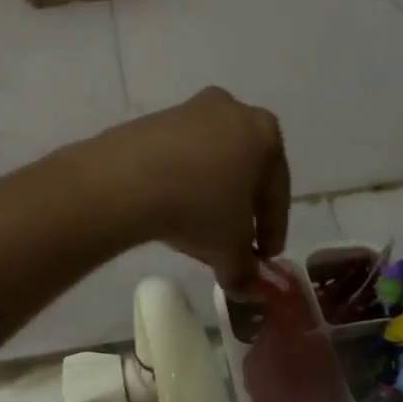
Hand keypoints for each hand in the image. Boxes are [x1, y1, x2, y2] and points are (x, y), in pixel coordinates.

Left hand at [85, 88, 288, 288]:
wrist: (125, 180)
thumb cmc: (198, 206)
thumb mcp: (229, 247)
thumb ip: (245, 270)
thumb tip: (248, 290)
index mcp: (265, 133)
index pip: (277, 190)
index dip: (272, 228)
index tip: (266, 256)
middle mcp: (231, 111)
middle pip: (243, 171)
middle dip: (239, 209)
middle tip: (234, 243)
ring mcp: (188, 111)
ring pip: (209, 163)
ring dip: (208, 197)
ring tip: (199, 232)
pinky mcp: (152, 121)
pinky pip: (178, 158)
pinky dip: (180, 184)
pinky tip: (170, 211)